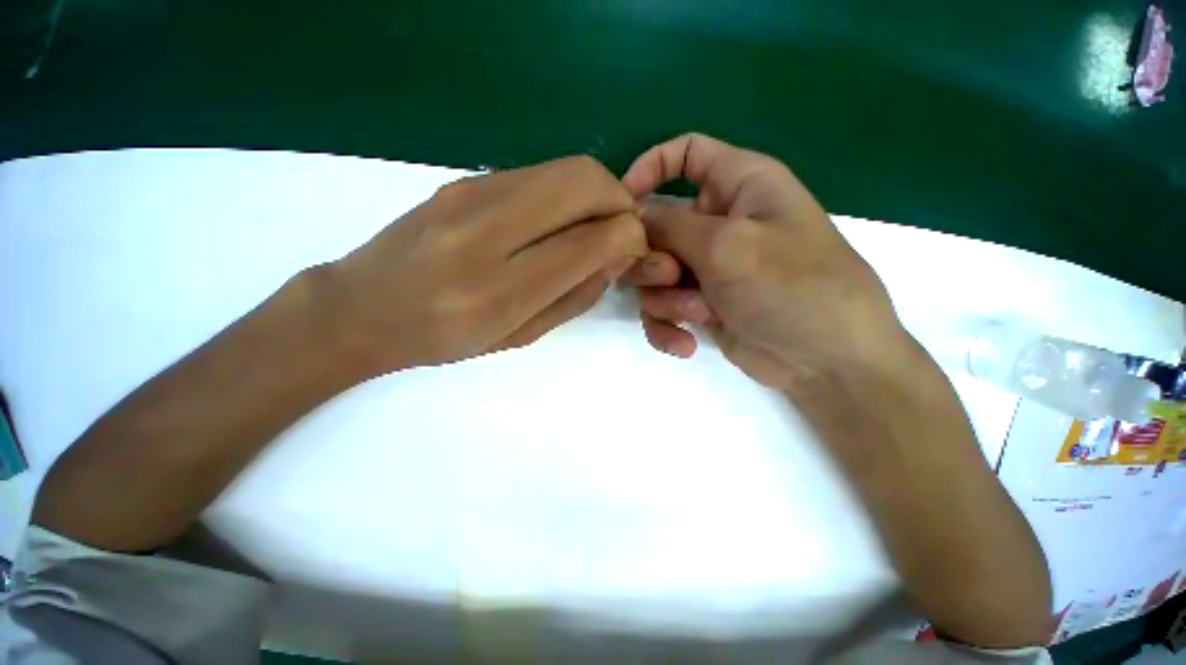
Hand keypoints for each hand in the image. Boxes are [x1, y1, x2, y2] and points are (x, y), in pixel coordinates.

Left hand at [322, 155, 646, 374]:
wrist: (362, 307)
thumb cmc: (445, 338)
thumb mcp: (520, 335)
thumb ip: (576, 295)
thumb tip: (617, 255)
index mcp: (501, 289)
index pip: (592, 239)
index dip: (629, 236)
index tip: (634, 247)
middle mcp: (487, 230)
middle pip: (585, 181)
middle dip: (620, 201)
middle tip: (620, 230)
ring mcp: (472, 193)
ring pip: (565, 168)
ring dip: (596, 193)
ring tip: (592, 226)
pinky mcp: (465, 179)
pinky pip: (538, 173)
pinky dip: (565, 191)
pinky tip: (557, 220)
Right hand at [622, 134, 909, 390]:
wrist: (824, 362)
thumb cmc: (790, 286)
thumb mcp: (727, 245)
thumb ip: (670, 227)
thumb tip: (632, 219)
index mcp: (738, 186)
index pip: (686, 153)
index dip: (650, 167)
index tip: (624, 201)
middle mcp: (719, 224)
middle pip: (656, 226)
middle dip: (654, 258)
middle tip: (673, 278)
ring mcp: (707, 269)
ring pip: (654, 274)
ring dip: (665, 298)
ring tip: (697, 313)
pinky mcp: (700, 306)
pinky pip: (662, 309)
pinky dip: (667, 326)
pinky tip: (686, 344)